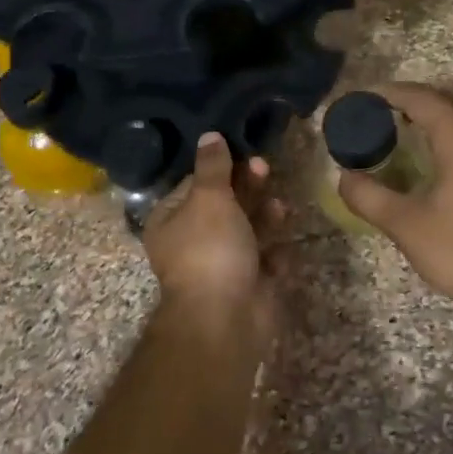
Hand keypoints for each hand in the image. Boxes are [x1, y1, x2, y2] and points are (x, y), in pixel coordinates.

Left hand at [142, 133, 281, 347]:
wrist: (226, 318)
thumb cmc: (210, 249)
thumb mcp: (209, 198)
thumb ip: (213, 167)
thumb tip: (209, 135)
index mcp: (170, 221)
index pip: (194, 184)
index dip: (218, 167)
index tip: (242, 150)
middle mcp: (192, 242)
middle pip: (223, 205)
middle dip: (246, 187)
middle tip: (265, 168)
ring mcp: (221, 264)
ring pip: (247, 230)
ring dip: (264, 214)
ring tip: (280, 206)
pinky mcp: (248, 283)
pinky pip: (264, 259)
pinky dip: (273, 250)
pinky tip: (282, 243)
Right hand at [338, 83, 452, 325]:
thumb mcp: (405, 225)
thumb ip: (369, 196)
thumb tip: (344, 177)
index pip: (423, 99)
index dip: (391, 93)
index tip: (366, 97)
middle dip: (422, 99)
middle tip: (392, 113)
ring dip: (447, 115)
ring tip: (416, 135)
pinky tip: (448, 165)